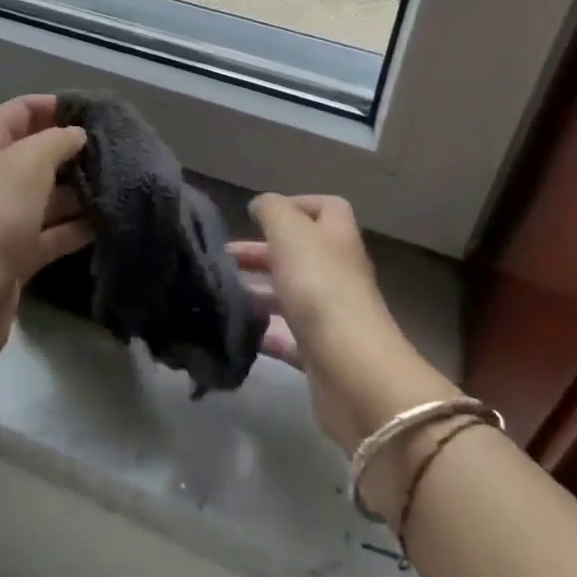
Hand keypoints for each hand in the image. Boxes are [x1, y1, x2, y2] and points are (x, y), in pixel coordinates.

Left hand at [0, 94, 91, 367]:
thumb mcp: (29, 162)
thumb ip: (57, 141)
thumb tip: (76, 135)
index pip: (18, 111)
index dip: (52, 106)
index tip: (92, 110)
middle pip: (32, 154)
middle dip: (70, 151)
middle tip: (113, 149)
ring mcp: (0, 219)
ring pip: (44, 196)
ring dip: (77, 191)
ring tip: (118, 184)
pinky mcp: (13, 256)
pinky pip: (49, 233)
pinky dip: (74, 228)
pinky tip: (107, 222)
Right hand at [235, 194, 460, 516]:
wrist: (352, 372)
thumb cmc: (320, 288)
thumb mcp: (290, 232)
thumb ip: (272, 210)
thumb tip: (261, 205)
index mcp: (337, 239)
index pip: (326, 209)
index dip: (296, 205)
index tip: (259, 216)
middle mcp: (338, 273)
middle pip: (301, 253)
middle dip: (262, 251)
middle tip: (224, 258)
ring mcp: (332, 315)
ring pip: (291, 293)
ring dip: (259, 290)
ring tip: (223, 292)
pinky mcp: (321, 354)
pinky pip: (289, 337)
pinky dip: (265, 331)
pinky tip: (239, 330)